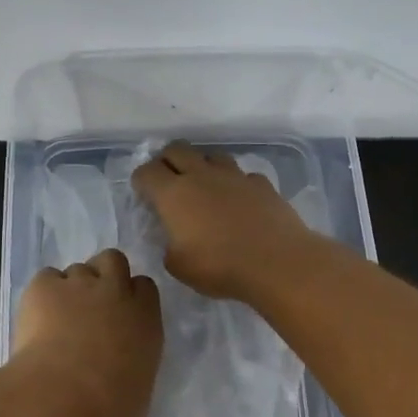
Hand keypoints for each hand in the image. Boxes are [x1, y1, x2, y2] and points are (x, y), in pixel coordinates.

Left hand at [13, 248, 162, 416]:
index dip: (131, 295)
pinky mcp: (44, 287)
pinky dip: (42, 293)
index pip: (144, 287)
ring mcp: (78, 284)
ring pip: (77, 269)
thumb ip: (135, 361)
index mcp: (145, 317)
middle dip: (103, 275)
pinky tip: (37, 316)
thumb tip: (124, 363)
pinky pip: (46, 278)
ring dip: (71, 287)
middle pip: (113, 260)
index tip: (120, 314)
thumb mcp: (140, 387)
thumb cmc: (111, 406)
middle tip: (91, 303)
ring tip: (58, 316)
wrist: (65, 397)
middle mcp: (116, 292)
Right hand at [131, 143, 321, 300]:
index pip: (147, 172)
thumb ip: (169, 246)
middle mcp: (202, 176)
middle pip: (177, 149)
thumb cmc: (219, 267)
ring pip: (212, 155)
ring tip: (205, 187)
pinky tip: (239, 201)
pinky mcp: (262, 184)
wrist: (276, 262)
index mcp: (174, 194)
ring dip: (203, 166)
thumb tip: (174, 238)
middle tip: (168, 181)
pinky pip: (243, 175)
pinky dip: (236, 184)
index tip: (144, 195)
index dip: (141, 181)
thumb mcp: (178, 266)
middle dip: (167, 160)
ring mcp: (234, 176)